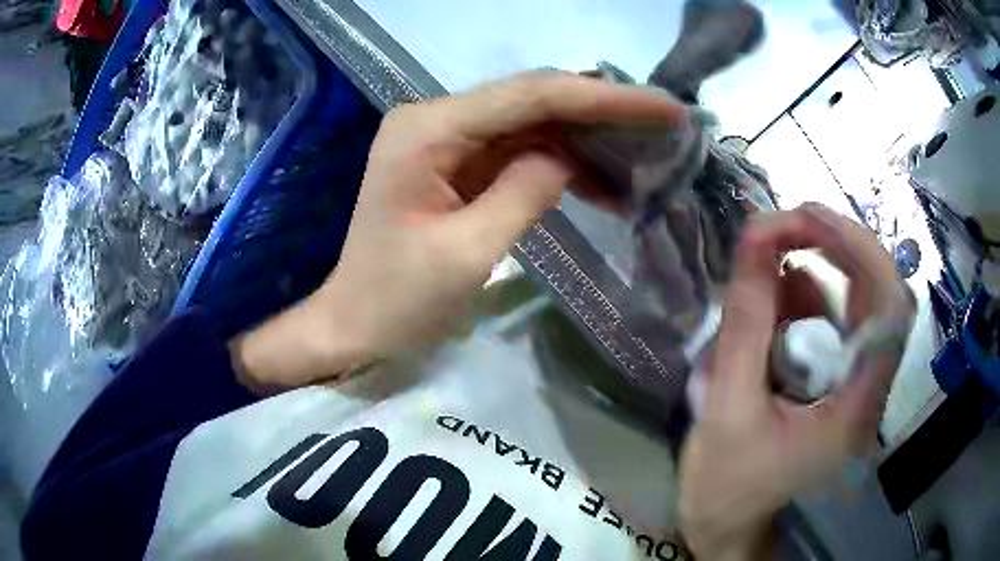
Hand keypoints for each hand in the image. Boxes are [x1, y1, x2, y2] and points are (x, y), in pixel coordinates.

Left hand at [231, 71, 680, 390]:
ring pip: (534, 124)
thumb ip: (524, 192)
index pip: (531, 96)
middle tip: (666, 125)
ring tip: (648, 159)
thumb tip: (569, 158)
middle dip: (604, 112)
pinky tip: (606, 186)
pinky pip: (520, 152)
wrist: (353, 325)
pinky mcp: (457, 165)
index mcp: (428, 130)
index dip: (604, 99)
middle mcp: (436, 119)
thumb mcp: (466, 254)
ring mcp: (446, 140)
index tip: (664, 107)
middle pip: (534, 100)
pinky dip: (564, 166)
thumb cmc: (396, 302)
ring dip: (590, 140)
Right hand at [678, 205, 914, 559]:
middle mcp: (870, 390)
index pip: (890, 310)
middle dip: (837, 246)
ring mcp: (857, 385)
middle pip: (880, 294)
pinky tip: (773, 302)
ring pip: (858, 303)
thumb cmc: (726, 485)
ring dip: (816, 269)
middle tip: (786, 224)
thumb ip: (745, 325)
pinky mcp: (840, 381)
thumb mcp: (726, 409)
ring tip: (765, 265)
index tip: (805, 217)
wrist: (728, 524)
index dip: (860, 250)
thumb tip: (755, 240)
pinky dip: (806, 298)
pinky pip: (835, 322)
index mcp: (856, 410)